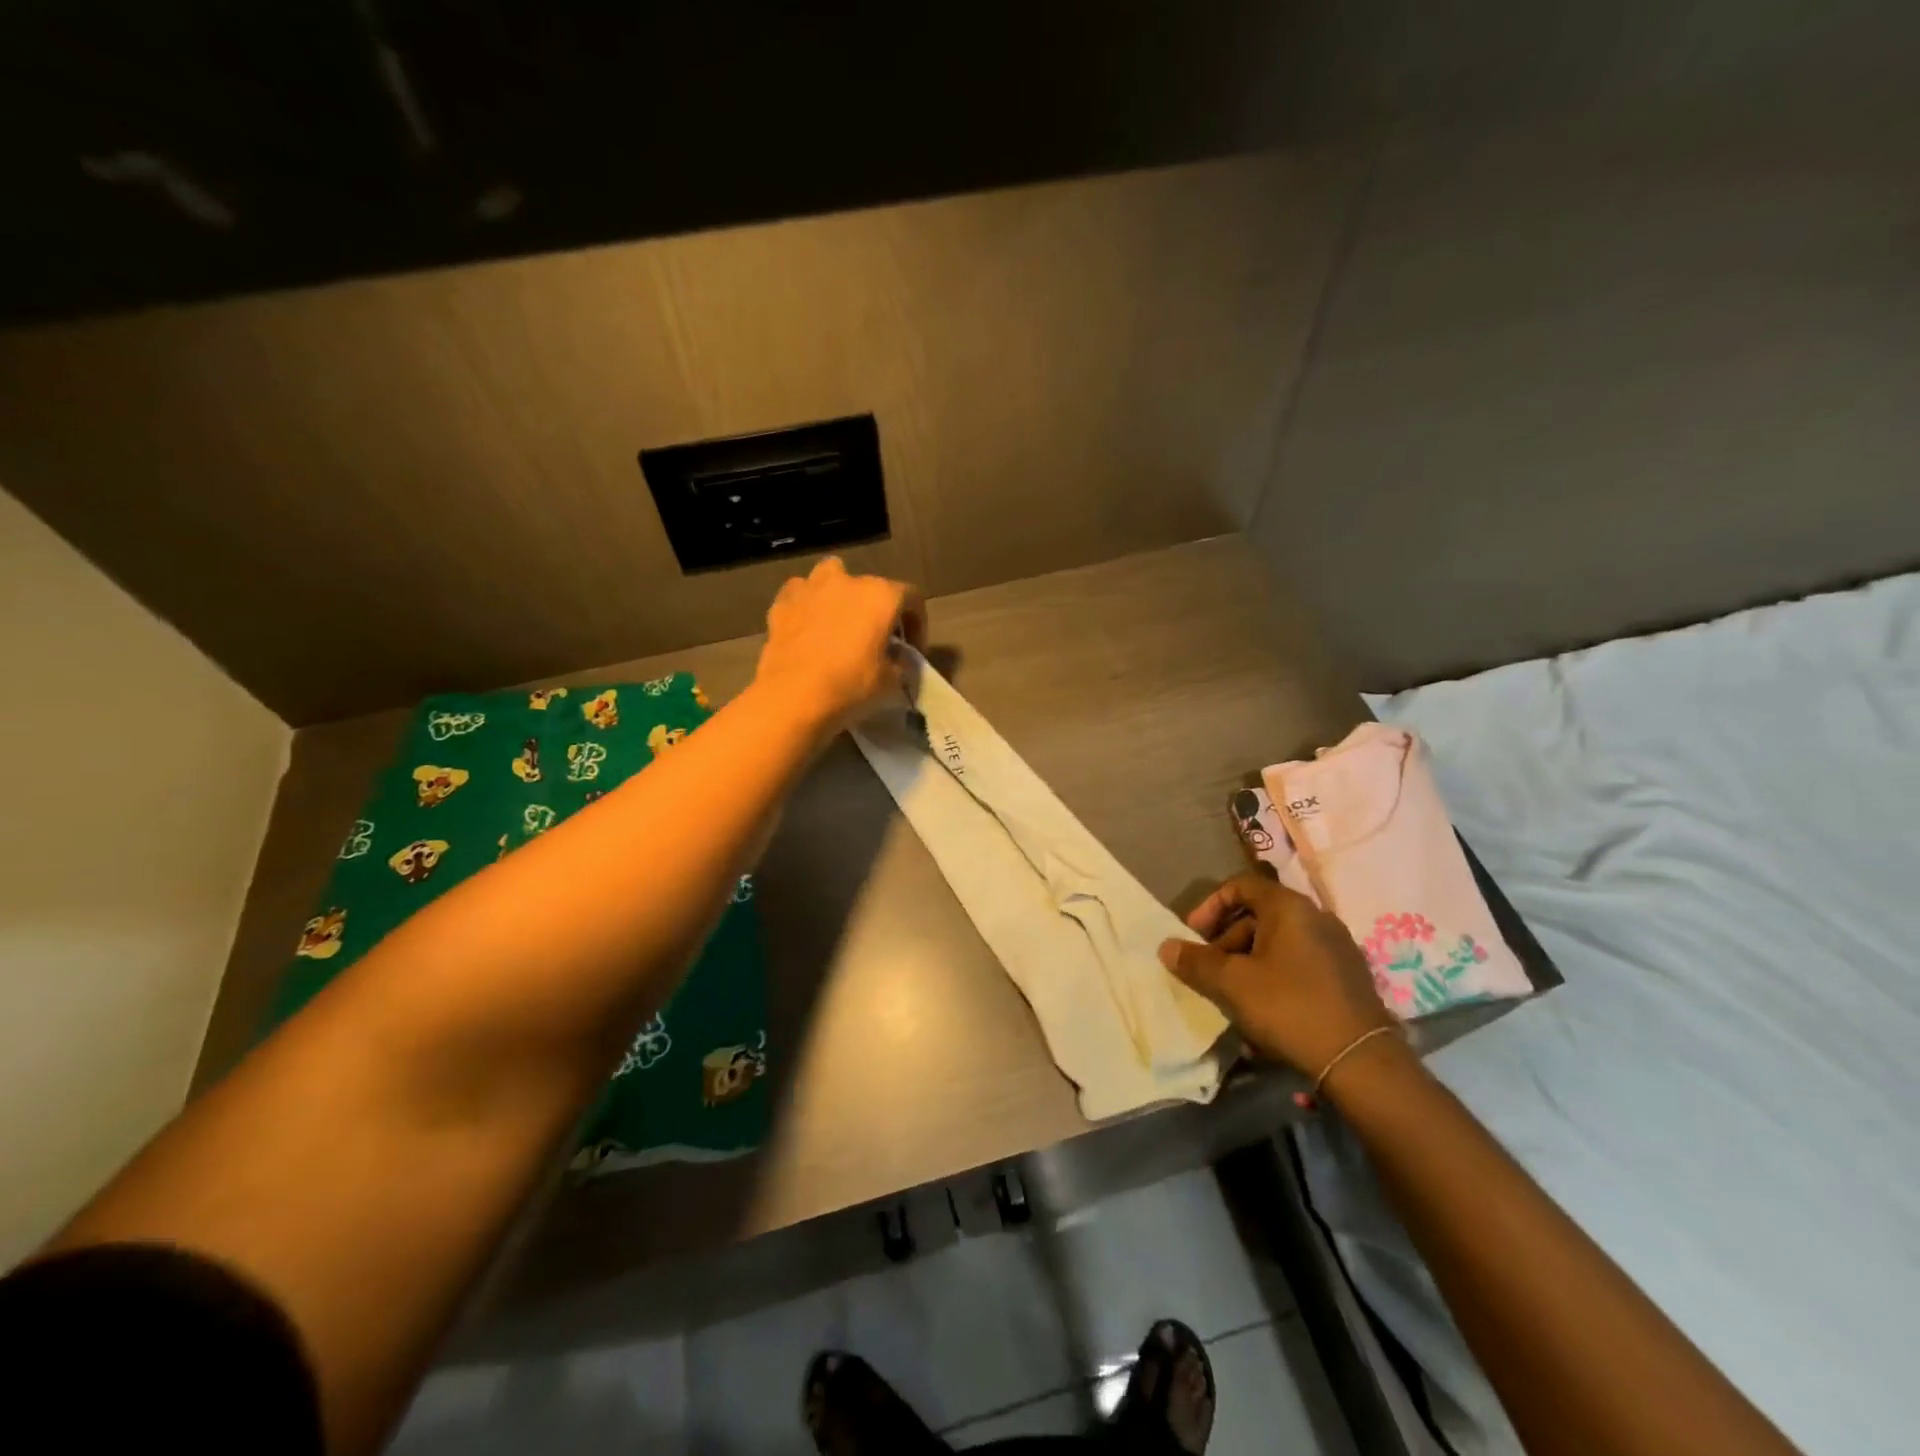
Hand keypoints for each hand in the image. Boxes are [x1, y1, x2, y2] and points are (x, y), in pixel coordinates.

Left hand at [753, 557, 926, 735]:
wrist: (792, 696)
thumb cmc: (850, 685)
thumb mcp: (891, 681)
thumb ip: (900, 662)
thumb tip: (896, 659)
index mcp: (881, 596)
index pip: (912, 598)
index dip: (917, 624)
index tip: (912, 650)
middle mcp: (848, 581)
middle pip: (872, 587)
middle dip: (877, 610)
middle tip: (876, 639)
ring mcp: (812, 587)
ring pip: (832, 576)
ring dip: (839, 594)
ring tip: (839, 622)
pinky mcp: (783, 601)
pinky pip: (801, 593)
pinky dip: (808, 605)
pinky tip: (808, 626)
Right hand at [1159, 872, 1396, 1078]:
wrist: (1360, 1061)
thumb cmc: (1289, 1007)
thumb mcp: (1232, 984)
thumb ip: (1196, 962)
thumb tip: (1166, 947)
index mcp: (1289, 907)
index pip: (1240, 886)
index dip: (1209, 906)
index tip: (1192, 935)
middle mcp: (1316, 917)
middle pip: (1258, 915)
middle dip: (1226, 940)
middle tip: (1209, 970)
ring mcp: (1336, 947)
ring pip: (1278, 942)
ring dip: (1247, 961)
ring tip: (1232, 994)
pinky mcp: (1347, 976)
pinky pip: (1299, 962)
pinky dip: (1274, 975)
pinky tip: (1264, 1009)